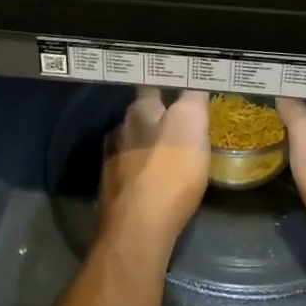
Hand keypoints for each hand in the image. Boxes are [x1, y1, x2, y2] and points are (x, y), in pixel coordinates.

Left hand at [99, 88, 209, 254]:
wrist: (138, 229)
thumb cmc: (170, 172)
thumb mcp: (192, 124)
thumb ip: (192, 97)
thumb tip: (194, 76)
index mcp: (140, 110)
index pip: (152, 84)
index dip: (166, 81)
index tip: (180, 82)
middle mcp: (121, 130)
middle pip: (139, 114)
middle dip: (155, 114)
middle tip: (178, 117)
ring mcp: (111, 161)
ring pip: (130, 141)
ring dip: (145, 142)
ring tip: (165, 149)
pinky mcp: (111, 190)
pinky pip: (128, 170)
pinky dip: (139, 169)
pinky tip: (150, 177)